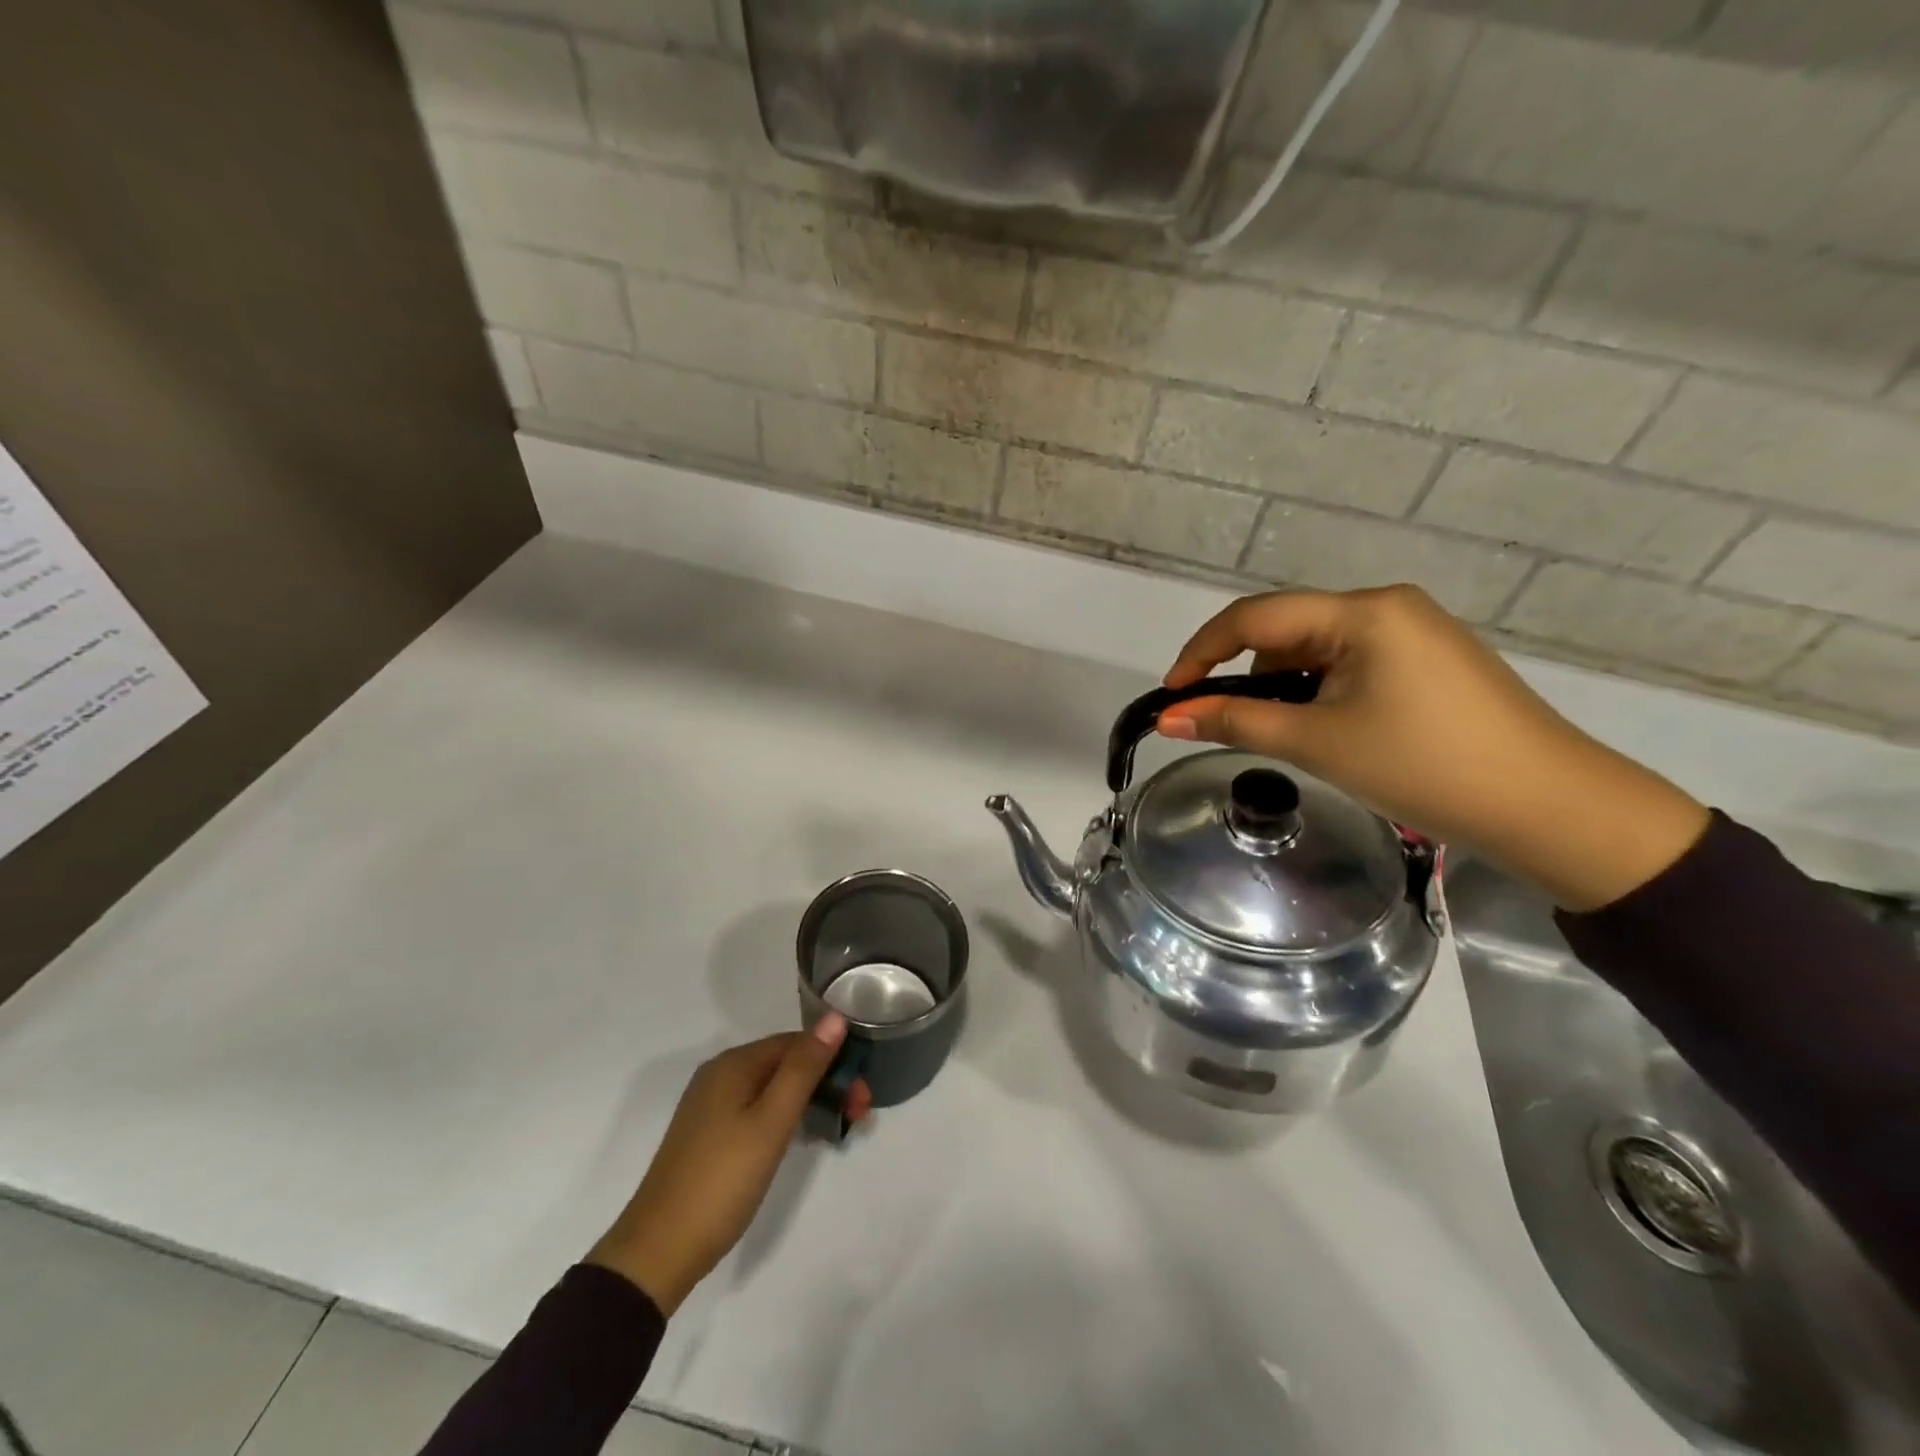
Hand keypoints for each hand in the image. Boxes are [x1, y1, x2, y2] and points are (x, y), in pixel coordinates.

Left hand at [587, 1014, 869, 1314]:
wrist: (658, 1252)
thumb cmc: (722, 1180)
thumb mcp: (771, 1121)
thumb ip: (804, 1068)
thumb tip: (835, 1017)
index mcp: (733, 1064)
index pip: (796, 1042)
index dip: (834, 1060)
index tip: (862, 1095)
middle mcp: (720, 1075)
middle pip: (785, 1064)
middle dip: (826, 1082)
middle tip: (859, 1115)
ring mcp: (712, 1106)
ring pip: (773, 1089)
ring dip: (810, 1101)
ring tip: (840, 1127)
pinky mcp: (710, 1136)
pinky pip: (758, 1110)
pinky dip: (786, 1117)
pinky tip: (801, 1137)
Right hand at [1157, 585, 1709, 910]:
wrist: (1550, 806)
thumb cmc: (1423, 766)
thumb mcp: (1317, 742)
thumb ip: (1235, 722)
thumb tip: (1168, 717)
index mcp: (1361, 612)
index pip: (1255, 617)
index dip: (1202, 652)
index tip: (1171, 694)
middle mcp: (1387, 606)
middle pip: (1286, 629)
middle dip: (1246, 673)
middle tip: (1226, 724)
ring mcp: (1415, 631)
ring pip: (1318, 648)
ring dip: (1286, 685)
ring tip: (1289, 736)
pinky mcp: (1430, 660)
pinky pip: (1352, 662)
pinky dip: (1321, 690)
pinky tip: (1329, 729)